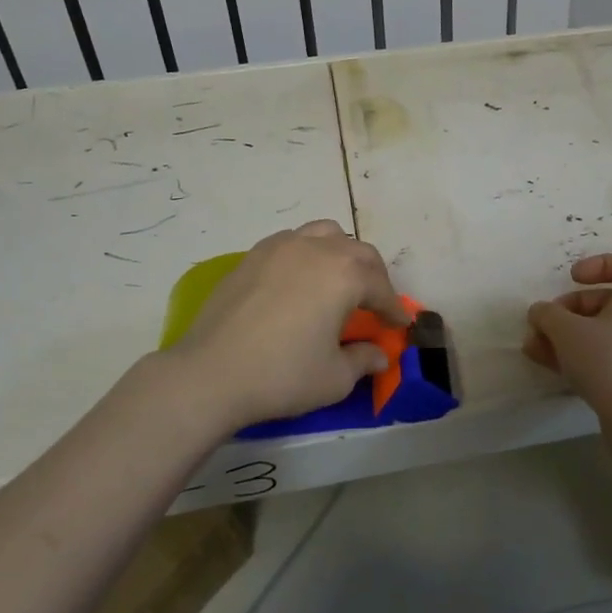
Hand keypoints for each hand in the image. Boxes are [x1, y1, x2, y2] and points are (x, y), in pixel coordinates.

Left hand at [165, 221, 407, 430]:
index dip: (393, 308)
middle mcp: (317, 249)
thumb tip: (379, 355)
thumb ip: (363, 360)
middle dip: (374, 276)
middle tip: (375, 303)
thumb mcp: (334, 378)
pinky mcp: (253, 255)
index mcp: (344, 275)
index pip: (380, 288)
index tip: (400, 325)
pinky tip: (301, 279)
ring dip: (341, 253)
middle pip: (358, 252)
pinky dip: (308, 253)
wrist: (211, 372)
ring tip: (339, 279)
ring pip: (325, 234)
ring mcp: (282, 246)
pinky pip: (293, 241)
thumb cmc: (282, 375)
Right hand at [524, 253, 611, 427]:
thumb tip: (540, 312)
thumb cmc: (608, 360)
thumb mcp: (567, 330)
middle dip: (568, 309)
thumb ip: (548, 314)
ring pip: (598, 330)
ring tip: (533, 347)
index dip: (598, 265)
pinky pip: (601, 354)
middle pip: (604, 300)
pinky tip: (545, 364)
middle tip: (543, 322)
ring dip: (564, 334)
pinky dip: (575, 355)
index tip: (572, 278)